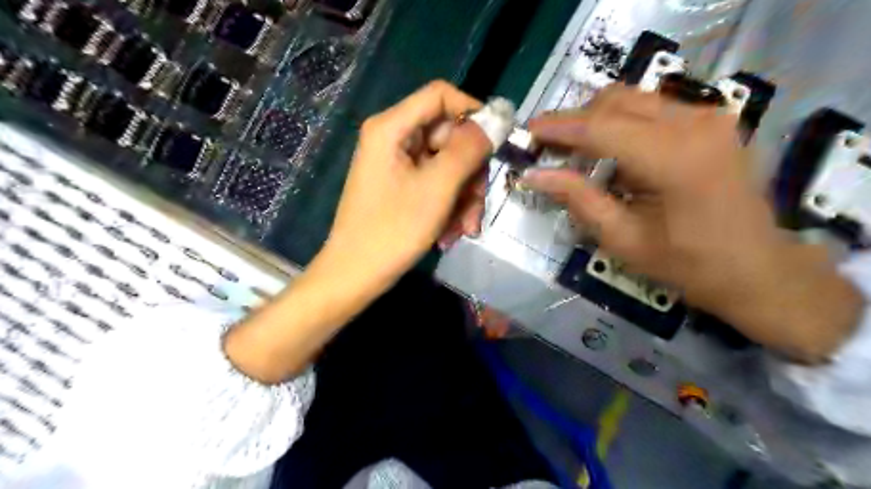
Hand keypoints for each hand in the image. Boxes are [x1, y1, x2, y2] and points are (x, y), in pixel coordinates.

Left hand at [224, 82, 492, 382]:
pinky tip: (450, 233)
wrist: (356, 275)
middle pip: (448, 136)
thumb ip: (469, 147)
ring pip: (446, 165)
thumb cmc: (393, 230)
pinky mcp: (401, 186)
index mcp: (392, 127)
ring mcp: (396, 165)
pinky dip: (448, 206)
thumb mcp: (438, 187)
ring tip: (464, 229)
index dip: (473, 112)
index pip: (441, 95)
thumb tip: (499, 116)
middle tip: (478, 204)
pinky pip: (435, 184)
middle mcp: (393, 139)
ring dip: (463, 197)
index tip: (497, 142)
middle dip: (469, 173)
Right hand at [524, 85, 861, 359]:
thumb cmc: (686, 263)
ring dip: (597, 119)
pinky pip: (652, 107)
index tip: (528, 130)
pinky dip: (622, 122)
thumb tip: (533, 174)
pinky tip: (611, 151)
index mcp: (675, 159)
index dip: (559, 127)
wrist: (755, 267)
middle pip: (616, 101)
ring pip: (633, 99)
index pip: (602, 127)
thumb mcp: (622, 238)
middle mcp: (696, 123)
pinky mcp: (713, 120)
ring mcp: (709, 116)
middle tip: (548, 145)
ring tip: (574, 149)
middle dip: (576, 120)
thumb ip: (578, 198)